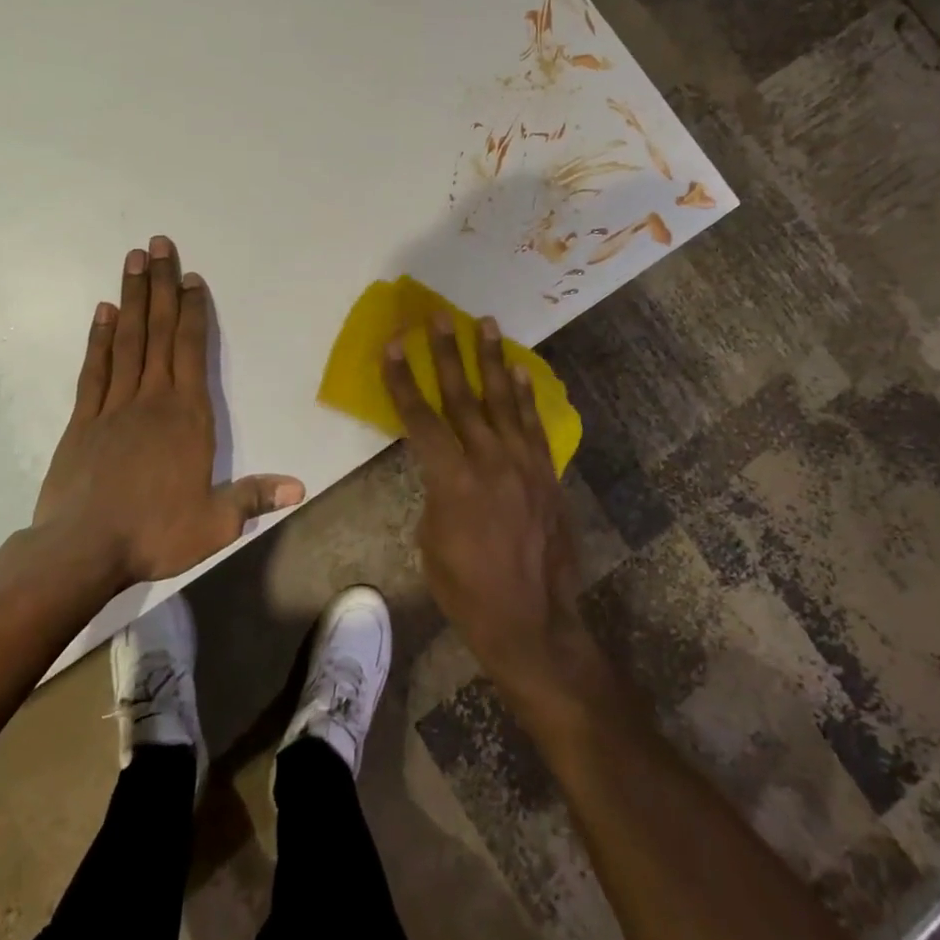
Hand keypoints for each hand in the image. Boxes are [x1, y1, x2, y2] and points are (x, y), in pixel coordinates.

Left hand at [34, 236, 303, 591]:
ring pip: (127, 340)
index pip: (192, 350)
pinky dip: (99, 338)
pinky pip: (94, 369)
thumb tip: (300, 487)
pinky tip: (103, 311)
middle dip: (162, 285)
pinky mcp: (82, 420)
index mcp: (187, 416)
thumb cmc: (154, 534)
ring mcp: (113, 406)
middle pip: (159, 331)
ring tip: (133, 260)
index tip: (191, 277)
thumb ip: (255, 498)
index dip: (194, 311)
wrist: (81, 551)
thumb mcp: (215, 523)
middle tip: (158, 244)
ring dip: (132, 298)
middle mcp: (152, 399)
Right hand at [384, 312, 600, 708]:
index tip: (393, 343)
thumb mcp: (431, 540)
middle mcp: (489, 461)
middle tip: (439, 316)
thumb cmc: (467, 590)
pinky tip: (520, 370)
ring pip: (504, 400)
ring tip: (486, 323)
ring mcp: (523, 464)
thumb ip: (436, 490)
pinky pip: (534, 425)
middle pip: (462, 397)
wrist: (532, 622)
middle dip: (448, 353)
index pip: (420, 418)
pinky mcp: (546, 474)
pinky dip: (526, 395)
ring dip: (492, 359)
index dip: (403, 379)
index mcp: (452, 480)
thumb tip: (445, 465)